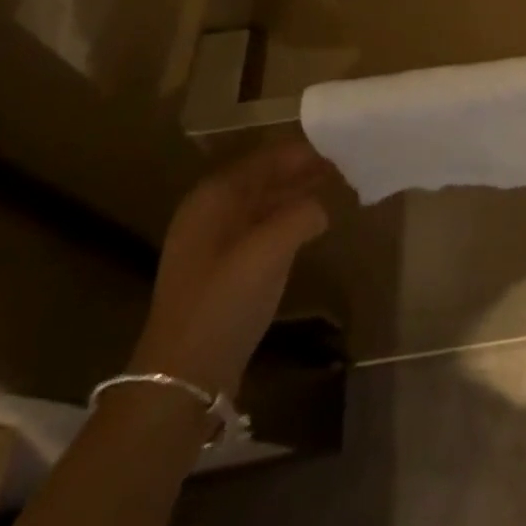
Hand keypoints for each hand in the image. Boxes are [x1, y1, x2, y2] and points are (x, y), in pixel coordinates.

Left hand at [129, 140, 331, 397]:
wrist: (183, 378)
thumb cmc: (225, 301)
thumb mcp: (270, 249)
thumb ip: (302, 213)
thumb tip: (320, 207)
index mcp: (214, 196)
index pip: (265, 158)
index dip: (302, 152)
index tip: (339, 147)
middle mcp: (210, 212)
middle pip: (263, 178)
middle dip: (301, 172)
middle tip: (343, 168)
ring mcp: (213, 243)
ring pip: (263, 204)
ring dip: (296, 196)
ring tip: (334, 191)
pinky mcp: (222, 271)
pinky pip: (261, 230)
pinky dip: (287, 221)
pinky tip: (311, 226)